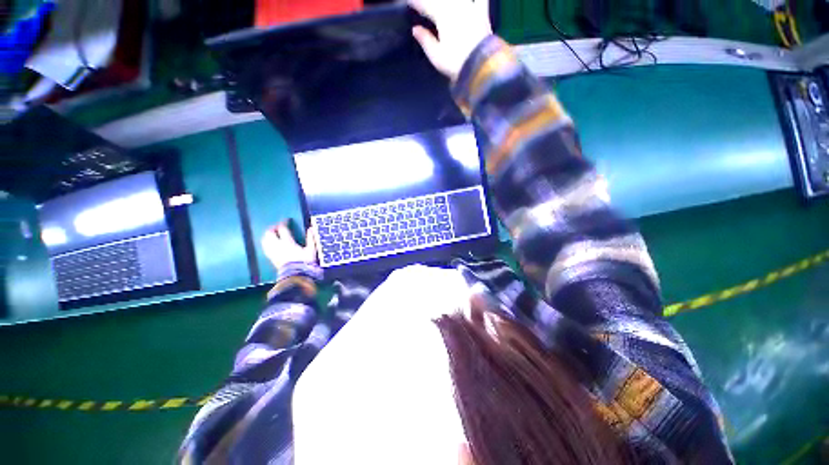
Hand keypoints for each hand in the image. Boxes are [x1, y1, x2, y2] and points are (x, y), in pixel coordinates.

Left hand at [262, 221, 318, 270]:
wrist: (297, 276)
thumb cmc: (305, 262)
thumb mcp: (312, 250)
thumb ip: (311, 238)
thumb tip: (311, 228)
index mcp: (288, 242)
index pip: (282, 229)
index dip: (284, 223)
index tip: (287, 220)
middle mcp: (277, 246)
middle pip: (269, 233)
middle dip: (273, 228)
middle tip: (278, 227)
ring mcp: (273, 252)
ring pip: (265, 240)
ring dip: (268, 235)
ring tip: (273, 234)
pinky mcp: (271, 258)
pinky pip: (265, 248)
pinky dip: (266, 243)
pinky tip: (270, 244)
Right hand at [409, 0, 492, 81]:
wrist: (480, 65)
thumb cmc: (455, 63)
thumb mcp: (436, 56)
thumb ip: (425, 40)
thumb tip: (415, 29)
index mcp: (442, 16)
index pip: (425, 5)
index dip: (416, 2)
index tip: (408, 1)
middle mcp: (455, 7)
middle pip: (440, 0)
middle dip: (429, 1)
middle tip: (424, 4)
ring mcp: (470, 8)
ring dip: (446, 1)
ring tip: (440, 4)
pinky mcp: (482, 14)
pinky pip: (480, 0)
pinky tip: (471, 1)